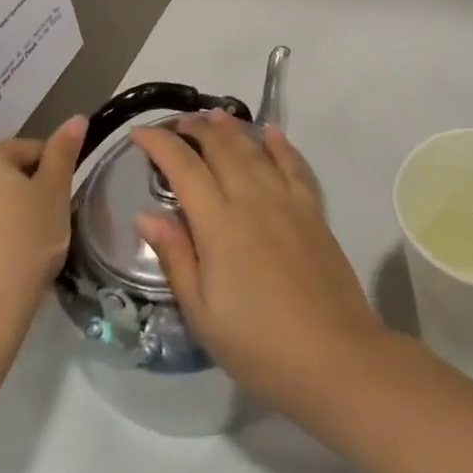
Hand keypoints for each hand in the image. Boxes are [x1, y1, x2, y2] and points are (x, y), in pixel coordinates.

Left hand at [0, 115, 84, 339]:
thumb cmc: (24, 243)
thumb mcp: (54, 193)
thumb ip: (64, 152)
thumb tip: (76, 118)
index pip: (31, 151)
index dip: (53, 176)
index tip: (60, 205)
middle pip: (5, 174)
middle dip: (28, 194)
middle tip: (47, 225)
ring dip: (7, 215)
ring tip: (25, 247)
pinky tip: (1, 263)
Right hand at [133, 110, 385, 419]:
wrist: (333, 356)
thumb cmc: (258, 345)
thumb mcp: (202, 313)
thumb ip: (176, 256)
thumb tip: (147, 214)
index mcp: (219, 224)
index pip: (183, 168)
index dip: (160, 145)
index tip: (139, 133)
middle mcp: (253, 199)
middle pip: (221, 148)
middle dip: (196, 129)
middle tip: (176, 124)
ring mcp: (287, 201)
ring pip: (255, 149)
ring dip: (232, 129)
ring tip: (213, 116)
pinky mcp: (314, 210)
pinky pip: (294, 164)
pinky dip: (280, 144)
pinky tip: (271, 133)